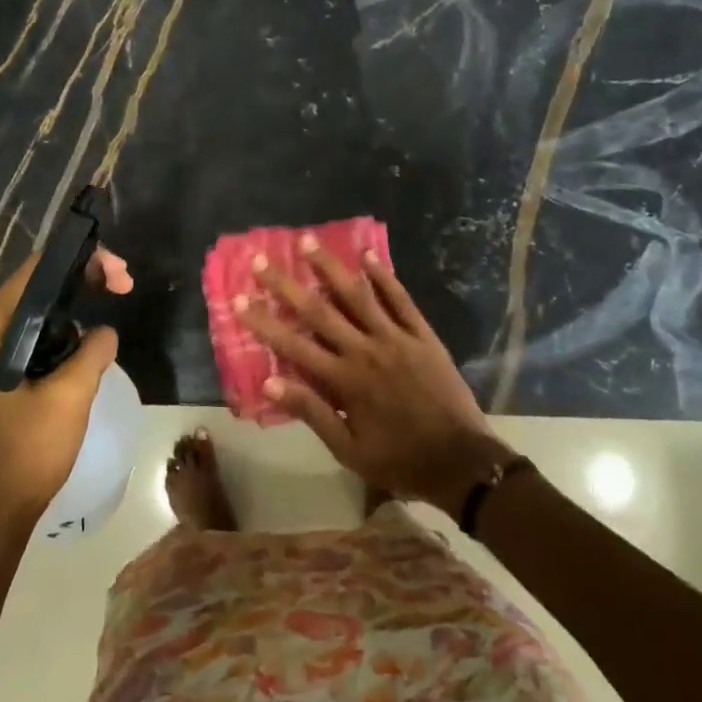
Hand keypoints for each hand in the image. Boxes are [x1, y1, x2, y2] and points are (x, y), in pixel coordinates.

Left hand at [0, 248, 132, 522]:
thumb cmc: (29, 449)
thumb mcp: (71, 394)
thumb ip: (93, 349)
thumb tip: (104, 331)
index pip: (36, 272)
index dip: (81, 261)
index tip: (119, 274)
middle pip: (36, 286)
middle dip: (82, 278)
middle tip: (124, 284)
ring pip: (37, 309)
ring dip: (75, 301)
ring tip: (114, 297)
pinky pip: (34, 332)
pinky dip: (63, 326)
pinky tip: (88, 335)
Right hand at [236, 238, 515, 515]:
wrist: (461, 461)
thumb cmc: (399, 459)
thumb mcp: (348, 449)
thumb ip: (311, 411)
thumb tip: (269, 382)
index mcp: (344, 381)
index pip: (294, 345)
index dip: (264, 321)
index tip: (240, 298)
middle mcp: (366, 350)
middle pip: (319, 311)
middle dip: (286, 285)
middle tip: (261, 259)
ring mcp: (396, 338)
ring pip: (358, 295)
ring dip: (330, 267)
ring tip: (308, 241)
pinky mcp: (422, 335)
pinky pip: (401, 300)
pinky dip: (384, 277)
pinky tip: (369, 255)